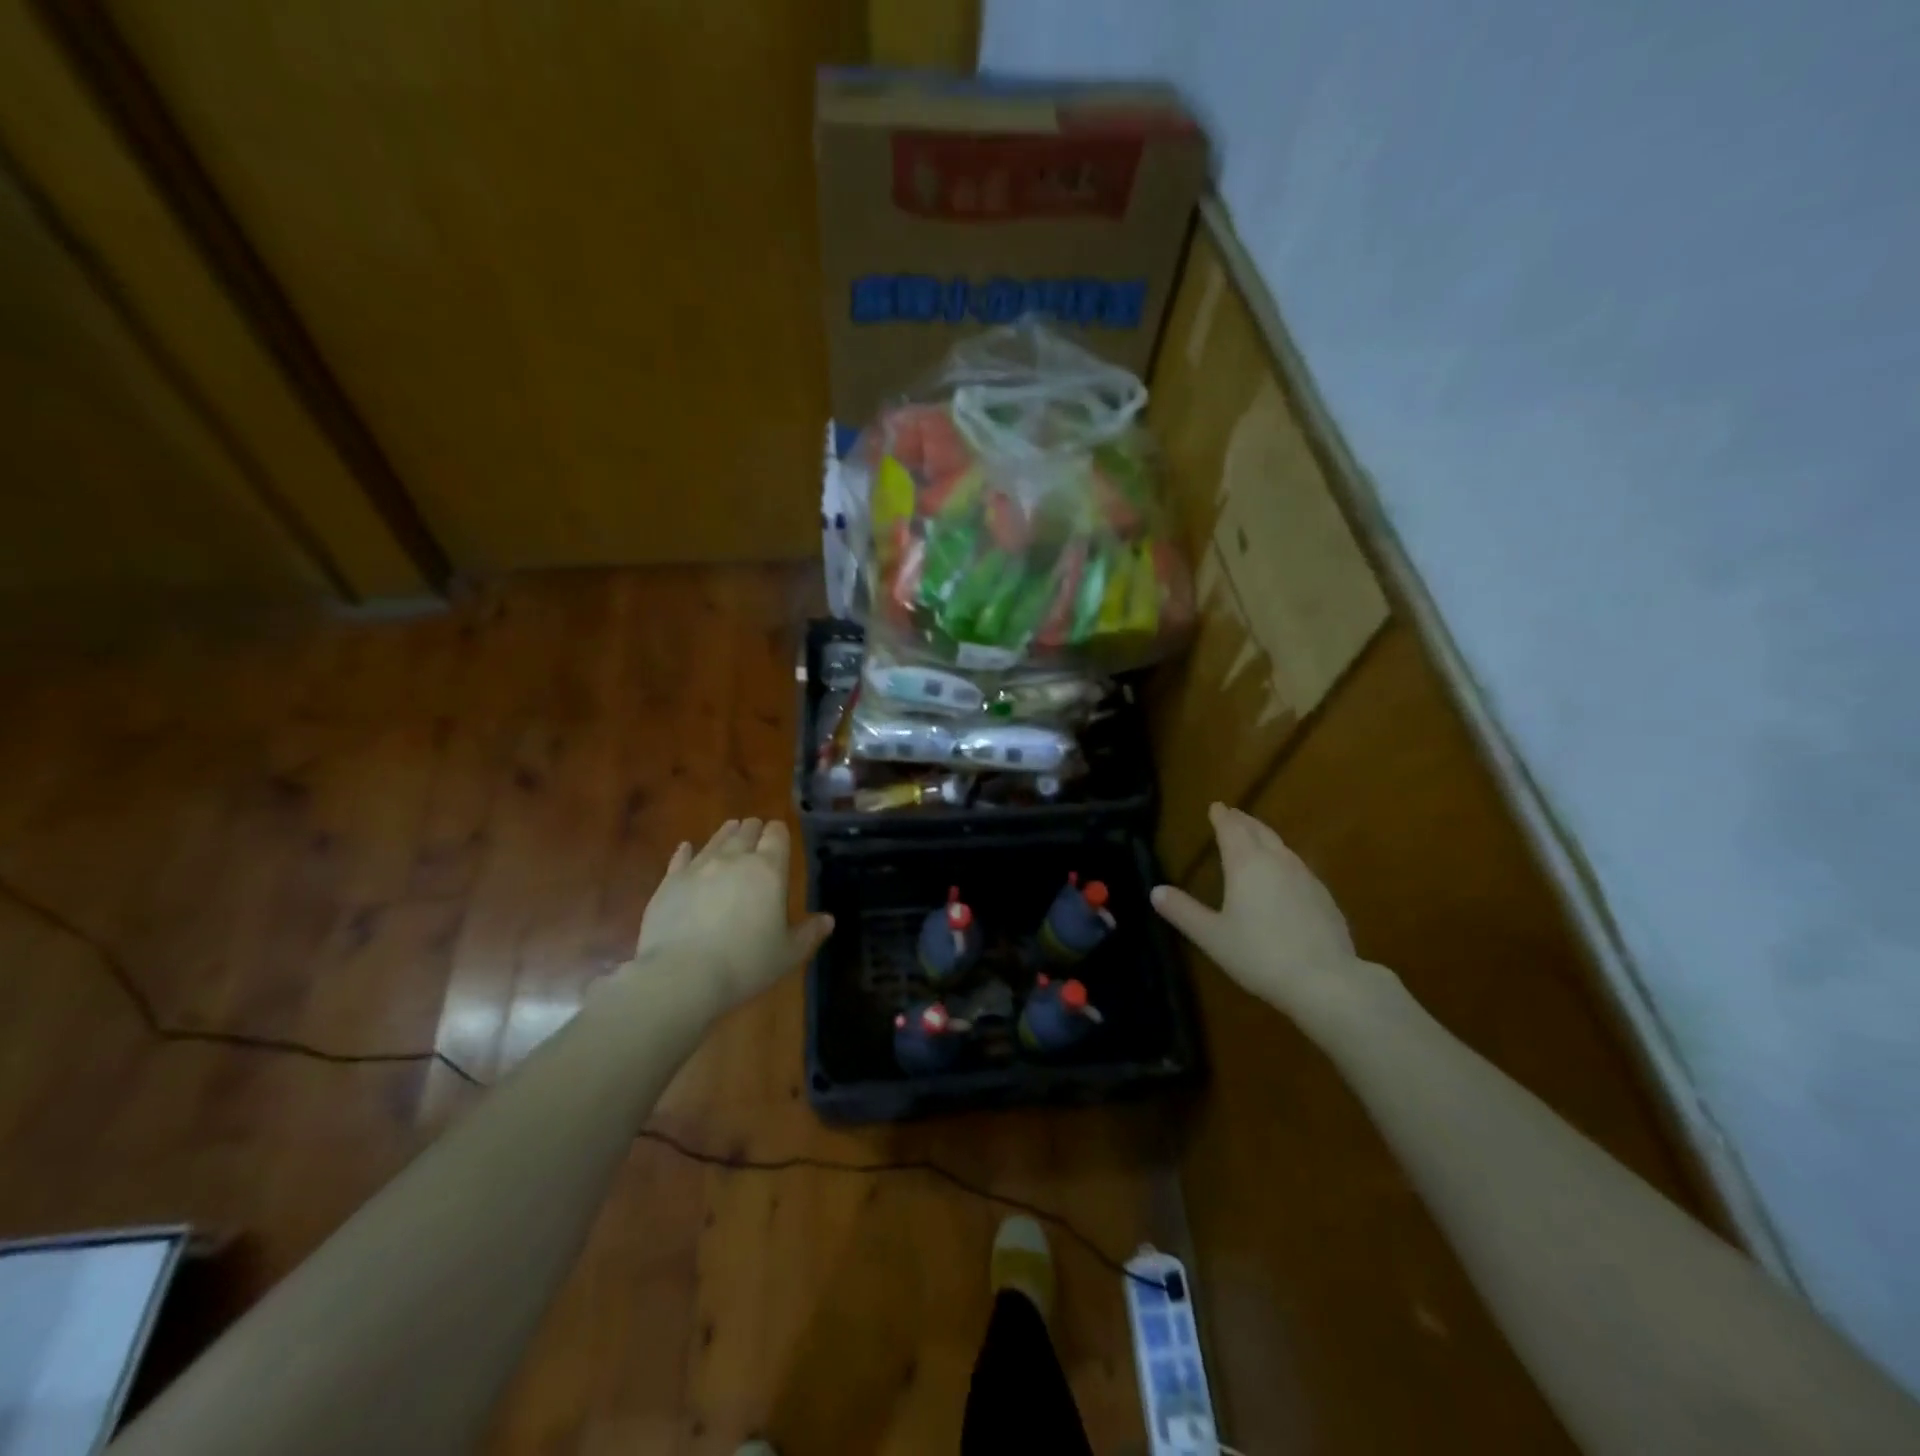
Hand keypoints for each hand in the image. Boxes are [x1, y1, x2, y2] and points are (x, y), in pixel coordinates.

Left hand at [633, 818, 832, 1016]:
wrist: (681, 976)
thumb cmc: (745, 964)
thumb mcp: (787, 954)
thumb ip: (809, 933)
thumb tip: (828, 920)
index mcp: (769, 870)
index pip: (776, 835)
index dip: (778, 832)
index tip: (779, 834)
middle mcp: (734, 859)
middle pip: (746, 831)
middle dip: (754, 829)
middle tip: (756, 833)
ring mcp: (699, 867)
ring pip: (716, 839)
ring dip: (726, 834)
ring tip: (731, 830)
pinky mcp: (670, 882)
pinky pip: (681, 858)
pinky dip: (687, 851)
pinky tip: (686, 848)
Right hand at [1151, 804, 1392, 1033]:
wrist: (1325, 981)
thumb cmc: (1259, 954)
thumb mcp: (1212, 936)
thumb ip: (1183, 912)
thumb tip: (1155, 891)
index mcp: (1246, 864)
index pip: (1232, 829)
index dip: (1222, 817)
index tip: (1216, 806)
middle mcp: (1277, 861)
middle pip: (1259, 831)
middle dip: (1243, 821)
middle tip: (1233, 814)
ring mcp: (1305, 877)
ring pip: (1281, 846)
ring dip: (1265, 837)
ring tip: (1256, 837)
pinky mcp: (1324, 897)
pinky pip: (1298, 866)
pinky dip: (1283, 860)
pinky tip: (1284, 875)